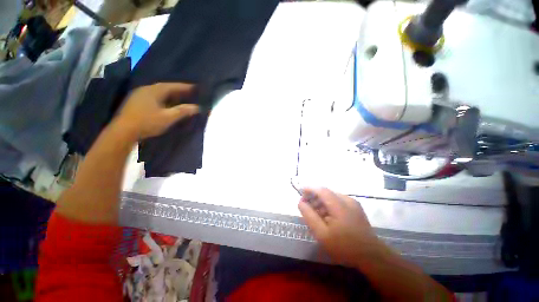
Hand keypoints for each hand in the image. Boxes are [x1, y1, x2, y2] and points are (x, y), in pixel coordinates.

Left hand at [116, 83, 198, 139]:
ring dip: (170, 94)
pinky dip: (163, 99)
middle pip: (165, 88)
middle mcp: (146, 89)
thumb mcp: (168, 117)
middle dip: (178, 90)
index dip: (185, 87)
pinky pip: (153, 97)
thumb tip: (197, 107)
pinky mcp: (135, 102)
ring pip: (158, 92)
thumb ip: (182, 111)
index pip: (173, 86)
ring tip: (179, 98)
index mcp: (154, 91)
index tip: (195, 87)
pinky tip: (166, 103)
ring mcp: (139, 95)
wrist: (123, 131)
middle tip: (189, 93)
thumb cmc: (147, 122)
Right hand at [298, 188, 386, 266]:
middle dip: (314, 196)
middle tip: (305, 206)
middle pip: (326, 192)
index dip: (309, 189)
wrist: (371, 256)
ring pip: (331, 196)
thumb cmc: (344, 246)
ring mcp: (353, 203)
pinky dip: (328, 205)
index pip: (321, 190)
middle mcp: (347, 199)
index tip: (299, 192)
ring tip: (315, 213)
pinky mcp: (355, 208)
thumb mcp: (322, 234)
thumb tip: (301, 202)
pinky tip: (326, 216)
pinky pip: (338, 201)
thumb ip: (309, 216)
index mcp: (339, 205)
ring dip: (321, 201)